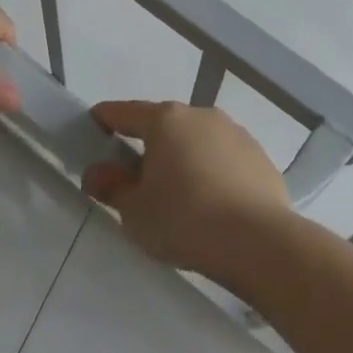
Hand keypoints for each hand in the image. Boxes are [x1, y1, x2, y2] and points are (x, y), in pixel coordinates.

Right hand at [82, 101, 293, 281]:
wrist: (258, 240)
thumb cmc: (184, 220)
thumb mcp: (134, 212)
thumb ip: (112, 187)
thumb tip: (98, 172)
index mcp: (166, 121)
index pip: (126, 112)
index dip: (105, 119)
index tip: (93, 127)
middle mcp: (202, 115)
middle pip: (165, 124)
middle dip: (148, 144)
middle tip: (135, 177)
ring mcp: (235, 133)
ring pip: (198, 140)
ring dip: (184, 157)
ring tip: (178, 195)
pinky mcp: (259, 156)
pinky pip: (224, 159)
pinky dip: (212, 172)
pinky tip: (212, 204)